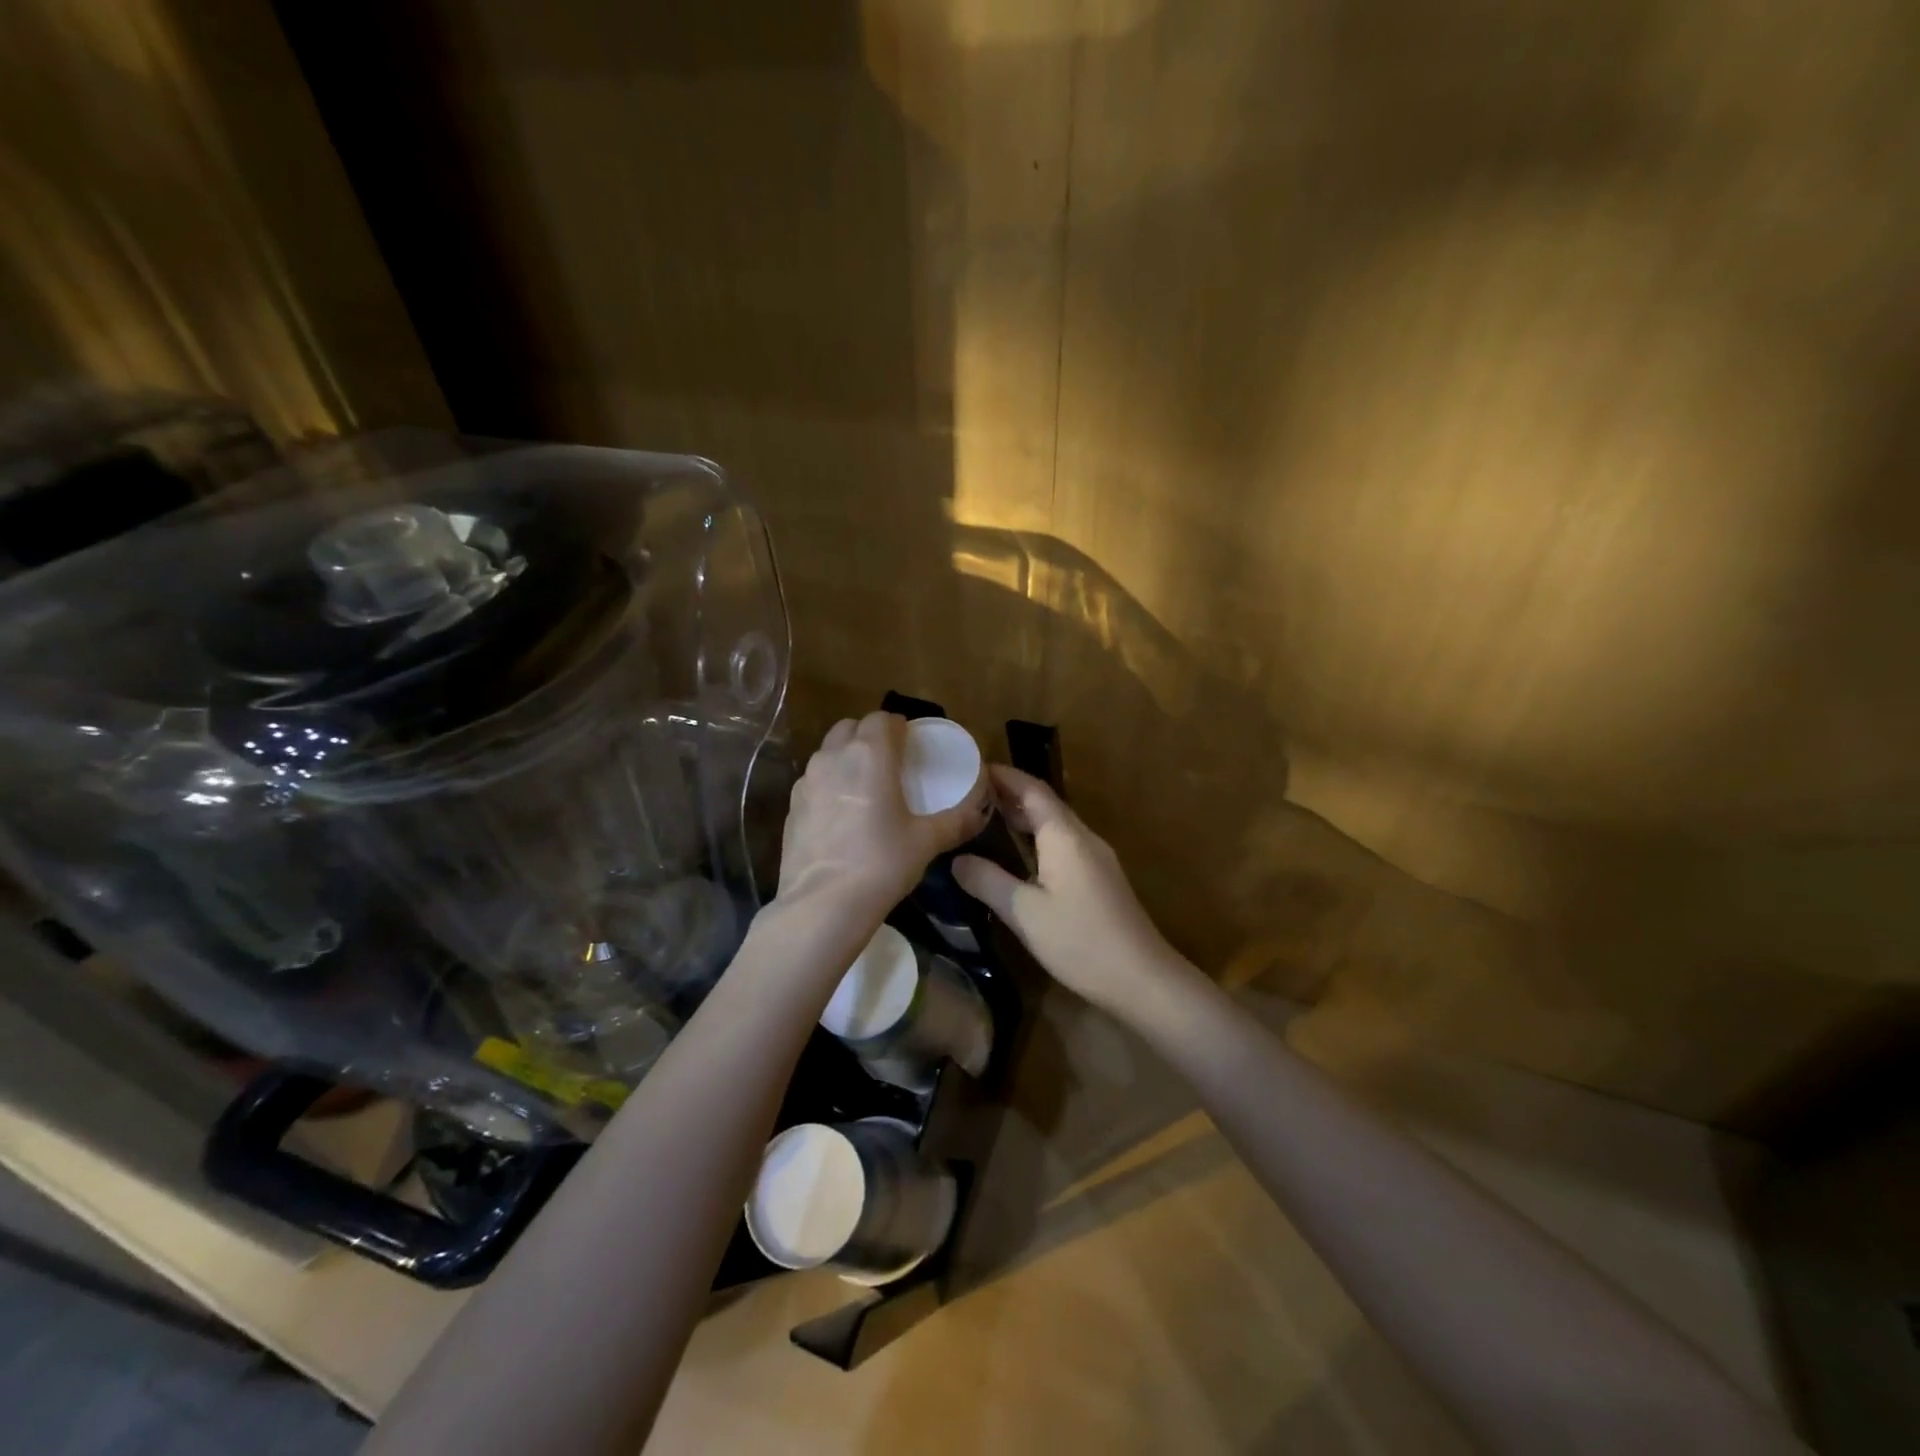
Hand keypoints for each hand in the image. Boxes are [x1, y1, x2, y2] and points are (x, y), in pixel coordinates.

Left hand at [777, 712, 986, 918]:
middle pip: (850, 728)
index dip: (898, 727)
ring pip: (828, 752)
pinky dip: (829, 784)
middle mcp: (834, 757)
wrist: (823, 904)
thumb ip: (957, 820)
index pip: (882, 719)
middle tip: (890, 762)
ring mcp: (807, 781)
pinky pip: (814, 781)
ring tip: (866, 786)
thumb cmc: (882, 863)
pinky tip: (842, 815)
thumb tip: (980, 811)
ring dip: (847, 757)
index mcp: (870, 754)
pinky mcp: (792, 806)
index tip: (911, 744)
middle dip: (870, 736)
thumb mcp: (927, 842)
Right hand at [952, 766, 1177, 1013]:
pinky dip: (1036, 839)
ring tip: (985, 818)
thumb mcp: (1024, 913)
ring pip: (1055, 825)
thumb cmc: (1080, 941)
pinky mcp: (1099, 879)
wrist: (1141, 979)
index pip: (1032, 789)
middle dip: (1008, 795)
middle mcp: (1082, 838)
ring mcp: (1095, 858)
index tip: (971, 769)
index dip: (1003, 776)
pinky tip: (1017, 855)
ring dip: (1023, 817)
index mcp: (1064, 836)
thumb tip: (957, 860)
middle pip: (1044, 804)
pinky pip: (1063, 844)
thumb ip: (988, 881)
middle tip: (968, 795)